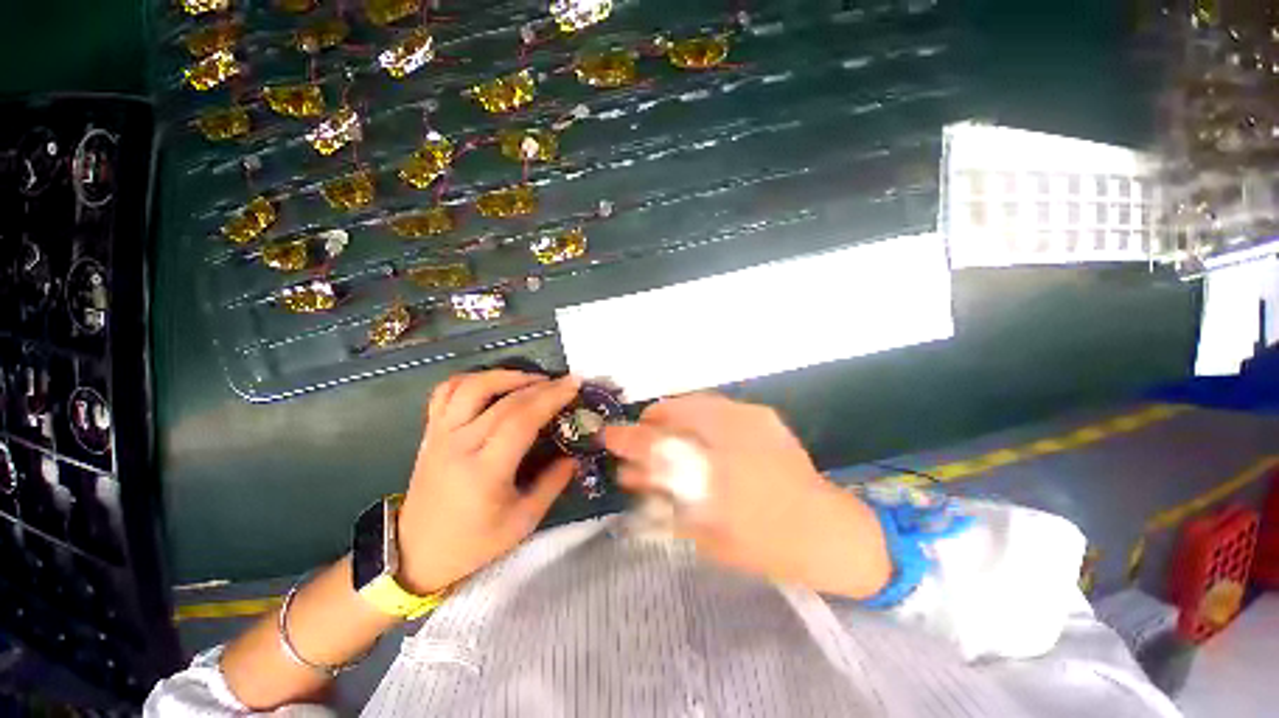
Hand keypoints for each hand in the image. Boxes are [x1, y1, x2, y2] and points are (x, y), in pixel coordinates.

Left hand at [396, 370, 580, 594]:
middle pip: (504, 401)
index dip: (550, 398)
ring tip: (532, 379)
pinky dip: (472, 378)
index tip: (574, 386)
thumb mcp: (522, 522)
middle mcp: (459, 445)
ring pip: (471, 386)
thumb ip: (552, 484)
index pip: (521, 420)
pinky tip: (494, 383)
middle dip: (540, 385)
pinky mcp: (431, 431)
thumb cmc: (473, 542)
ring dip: (506, 375)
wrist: (416, 552)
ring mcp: (441, 434)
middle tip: (564, 382)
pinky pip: (445, 391)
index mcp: (484, 471)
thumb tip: (574, 455)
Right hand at [602, 394, 891, 598]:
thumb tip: (633, 475)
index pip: (658, 444)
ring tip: (666, 434)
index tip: (610, 435)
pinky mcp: (762, 415)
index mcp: (716, 470)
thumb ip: (665, 500)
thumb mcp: (703, 532)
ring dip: (674, 417)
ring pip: (695, 403)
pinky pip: (718, 406)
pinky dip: (699, 416)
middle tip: (642, 437)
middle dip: (652, 422)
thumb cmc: (762, 544)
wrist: (825, 531)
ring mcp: (751, 417)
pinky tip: (699, 435)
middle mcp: (732, 434)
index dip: (629, 438)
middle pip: (675, 412)